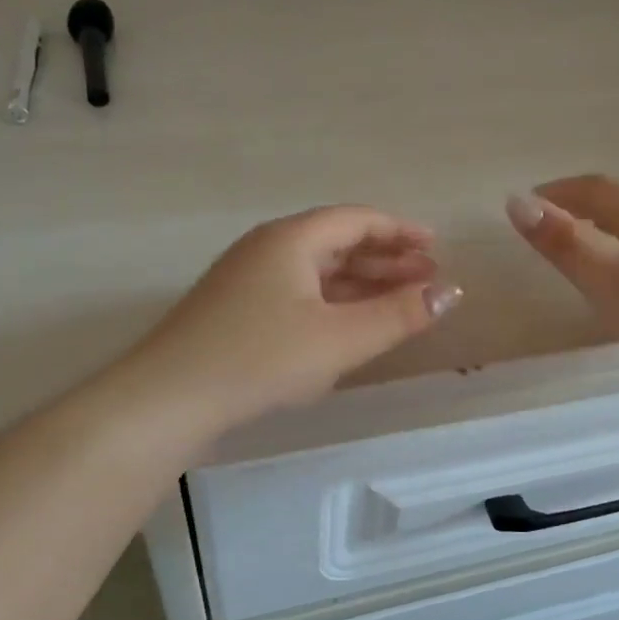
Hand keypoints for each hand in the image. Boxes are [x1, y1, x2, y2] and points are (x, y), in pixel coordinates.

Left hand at [131, 206, 461, 424]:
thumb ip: (398, 315)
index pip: (357, 220)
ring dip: (362, 284)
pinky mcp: (238, 313)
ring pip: (318, 272)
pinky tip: (351, 327)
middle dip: (386, 260)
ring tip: (400, 303)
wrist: (167, 400)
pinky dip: (333, 304)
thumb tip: (451, 292)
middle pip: (338, 243)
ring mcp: (248, 281)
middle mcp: (268, 250)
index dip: (401, 231)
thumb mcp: (340, 339)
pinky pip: (300, 295)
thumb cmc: (259, 359)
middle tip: (427, 279)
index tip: (436, 249)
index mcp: (291, 239)